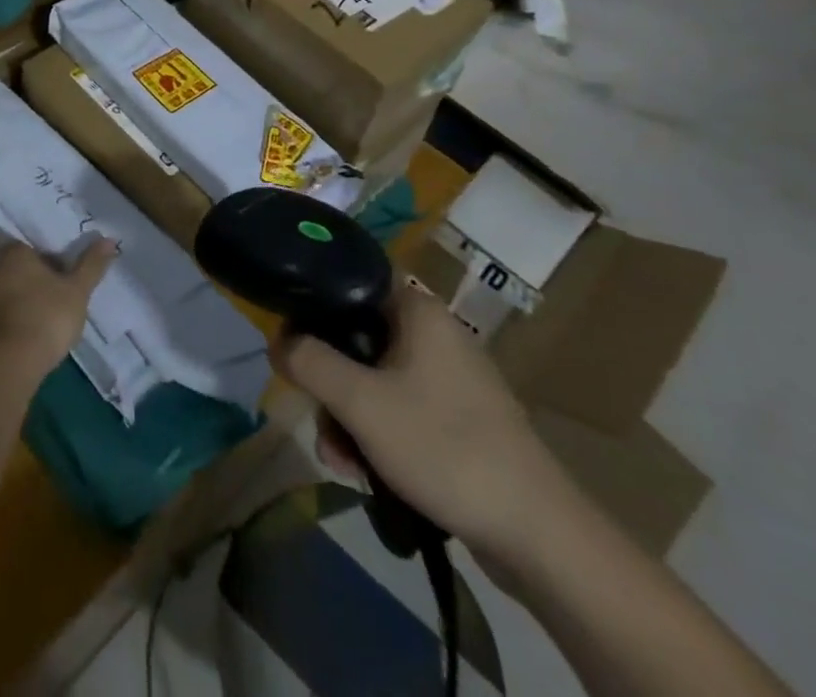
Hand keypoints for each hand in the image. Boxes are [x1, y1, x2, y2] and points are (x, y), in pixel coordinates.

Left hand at [0, 238, 117, 387]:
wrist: (0, 366)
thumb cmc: (44, 319)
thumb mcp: (77, 292)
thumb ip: (91, 266)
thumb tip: (110, 239)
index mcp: (15, 255)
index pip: (32, 250)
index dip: (49, 265)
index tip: (64, 283)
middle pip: (15, 273)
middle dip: (32, 287)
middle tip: (54, 308)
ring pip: (2, 299)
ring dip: (17, 310)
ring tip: (39, 333)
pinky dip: (4, 332)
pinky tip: (19, 350)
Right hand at [270, 280, 576, 565]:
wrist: (537, 533)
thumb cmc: (443, 446)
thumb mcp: (360, 402)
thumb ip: (310, 362)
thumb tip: (278, 340)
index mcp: (417, 310)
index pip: (352, 281)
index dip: (315, 304)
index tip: (294, 340)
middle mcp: (434, 333)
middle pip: (358, 339)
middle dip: (331, 384)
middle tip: (321, 422)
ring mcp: (450, 378)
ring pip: (376, 380)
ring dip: (349, 418)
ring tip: (343, 463)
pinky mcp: (459, 419)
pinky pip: (401, 409)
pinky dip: (378, 435)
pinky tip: (367, 474)